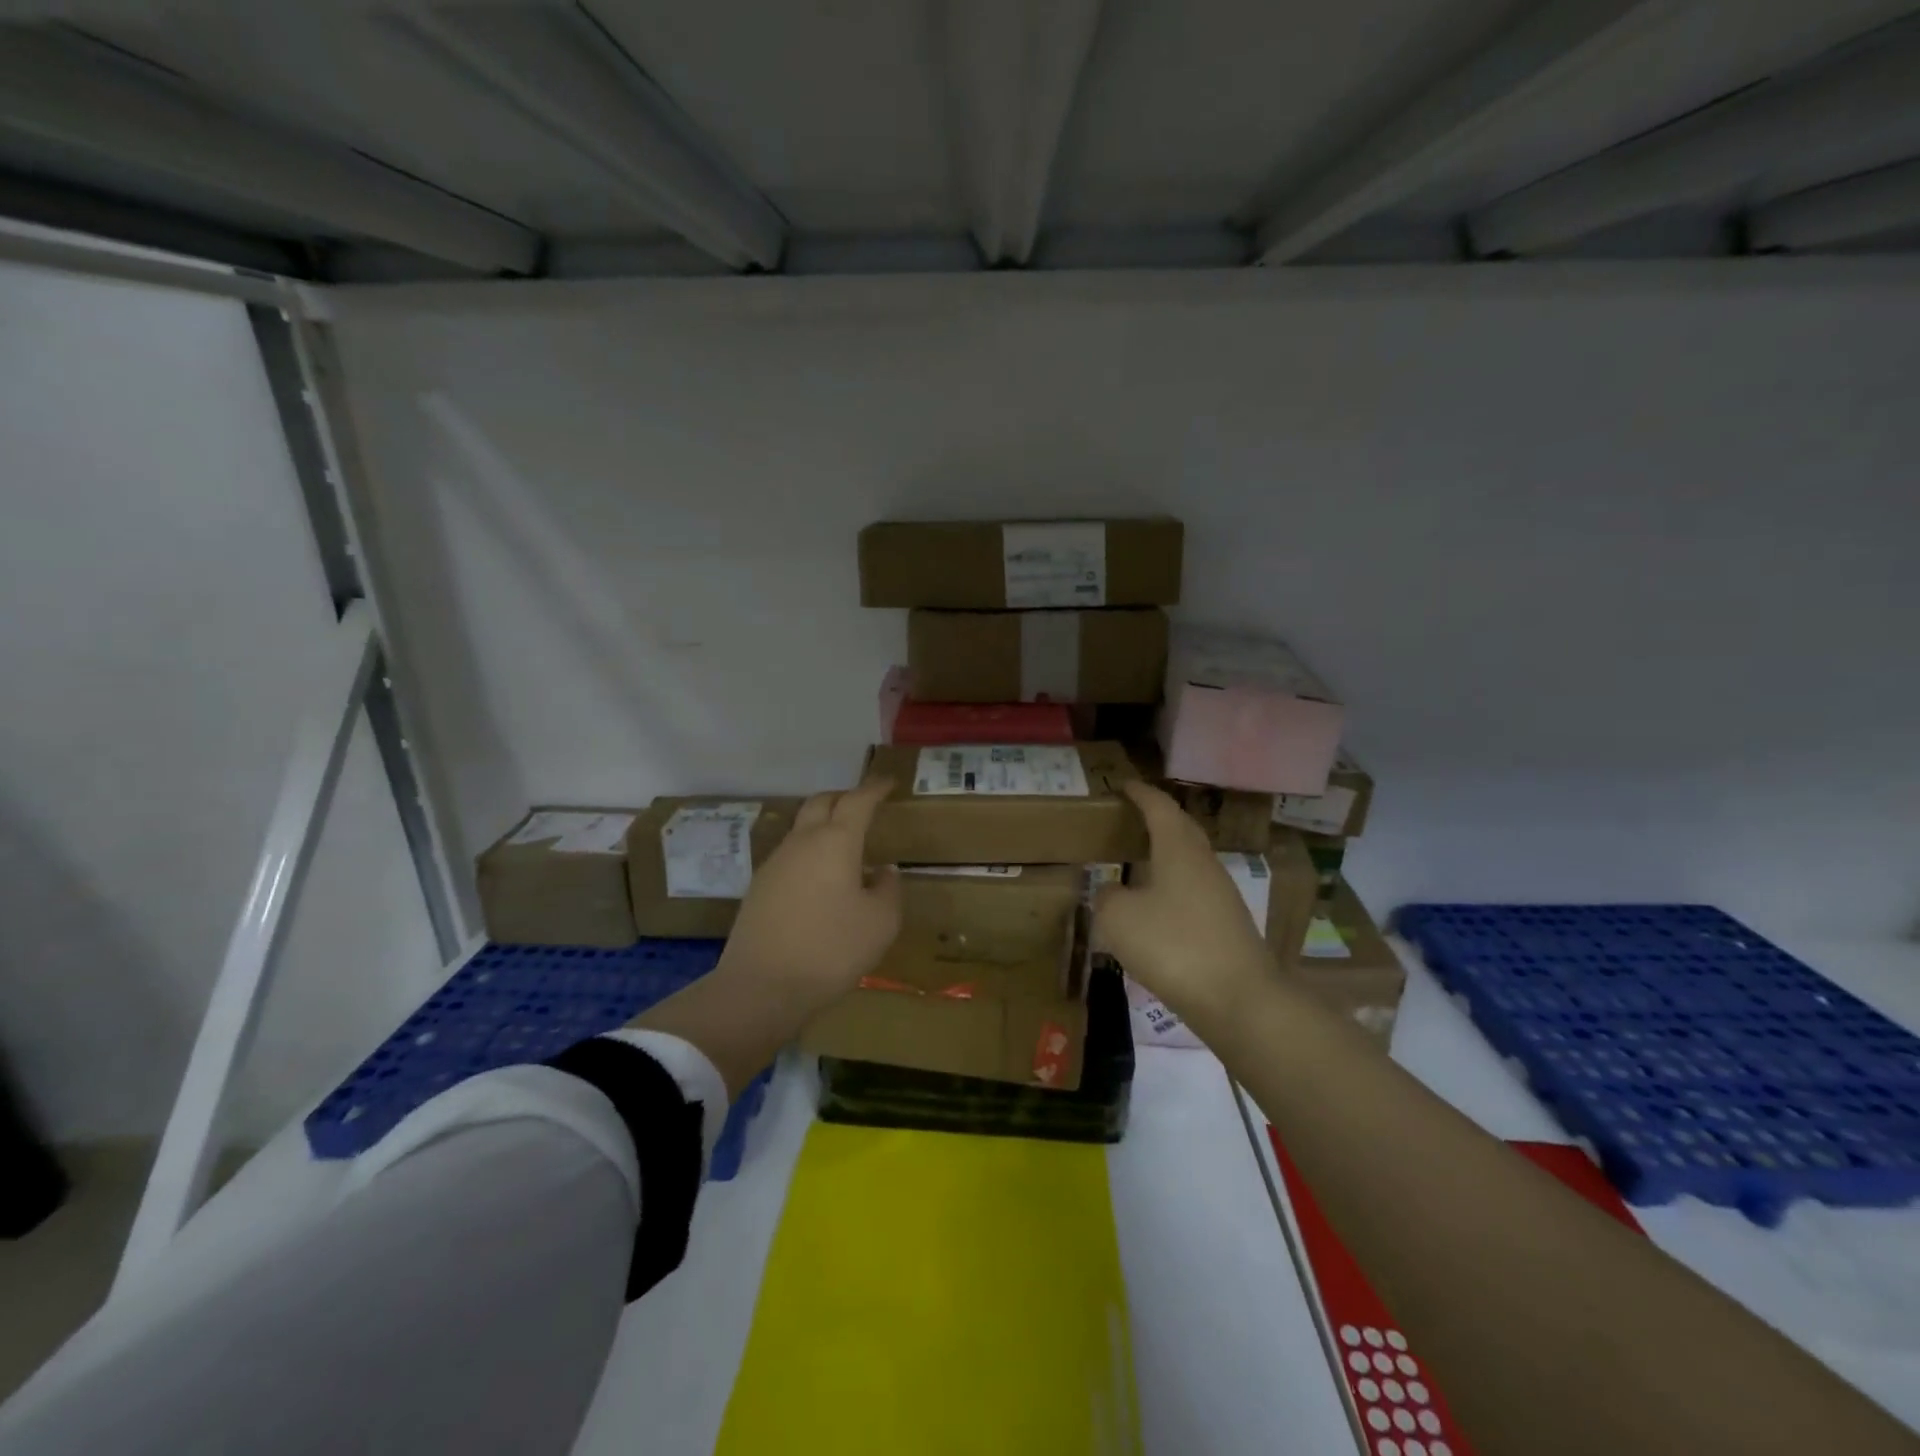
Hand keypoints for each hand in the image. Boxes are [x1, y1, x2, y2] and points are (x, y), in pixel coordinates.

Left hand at [715, 780, 902, 1017]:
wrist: (761, 987)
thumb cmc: (831, 949)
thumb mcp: (880, 923)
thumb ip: (888, 890)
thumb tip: (883, 871)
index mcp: (836, 842)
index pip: (857, 800)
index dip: (875, 788)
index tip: (887, 782)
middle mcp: (802, 842)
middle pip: (821, 802)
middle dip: (844, 797)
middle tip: (864, 805)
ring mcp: (775, 863)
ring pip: (802, 828)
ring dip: (824, 825)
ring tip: (845, 845)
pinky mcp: (759, 887)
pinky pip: (790, 855)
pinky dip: (810, 852)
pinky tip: (821, 879)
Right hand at [1092, 781, 1273, 1029]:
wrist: (1239, 999)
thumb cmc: (1174, 945)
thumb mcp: (1119, 919)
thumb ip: (1107, 898)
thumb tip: (1111, 892)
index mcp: (1179, 849)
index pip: (1160, 807)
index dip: (1141, 794)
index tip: (1125, 785)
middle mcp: (1204, 863)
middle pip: (1182, 829)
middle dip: (1159, 818)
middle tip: (1133, 816)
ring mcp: (1221, 895)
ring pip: (1190, 861)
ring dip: (1167, 854)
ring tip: (1140, 860)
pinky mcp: (1227, 925)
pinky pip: (1194, 891)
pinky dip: (1173, 886)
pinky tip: (1157, 906)